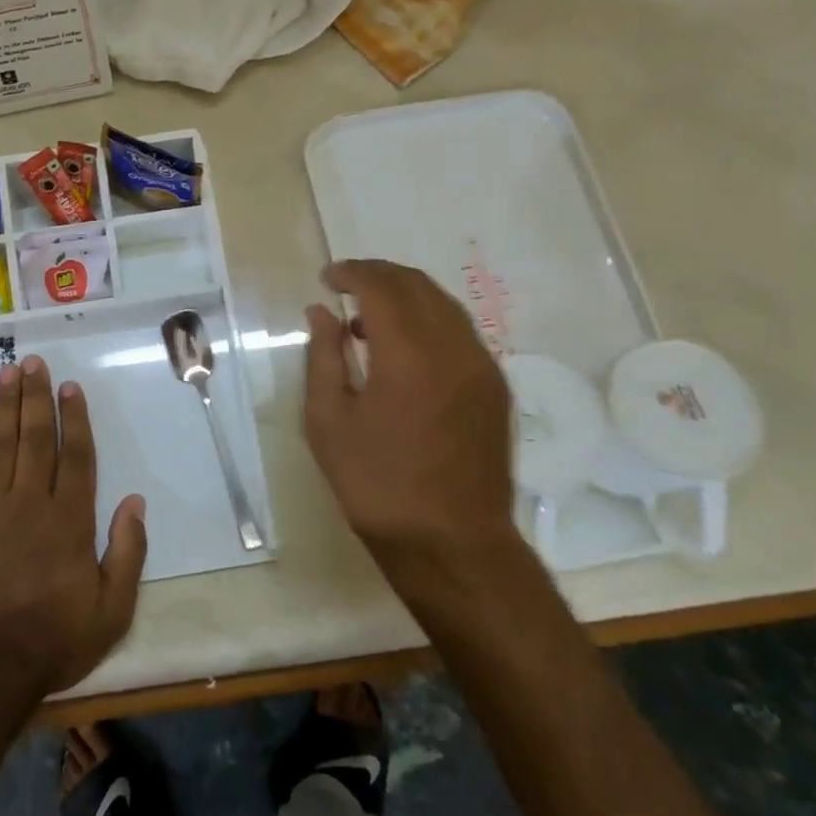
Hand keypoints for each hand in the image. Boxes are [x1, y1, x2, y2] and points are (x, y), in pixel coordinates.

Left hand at [0, 355, 147, 705]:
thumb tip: (136, 502)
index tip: (70, 386)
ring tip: (7, 373)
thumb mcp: (112, 610)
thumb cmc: (55, 638)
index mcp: (70, 520)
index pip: (76, 455)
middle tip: (33, 362)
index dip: (75, 418)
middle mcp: (31, 503)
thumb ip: (128, 553)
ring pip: (1, 445)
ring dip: (5, 406)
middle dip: (36, 396)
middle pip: (35, 438)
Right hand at [304, 259, 515, 575]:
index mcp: (408, 354)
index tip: (327, 278)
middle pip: (416, 284)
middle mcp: (453, 347)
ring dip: (405, 295)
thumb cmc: (376, 485)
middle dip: (378, 275)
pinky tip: (404, 347)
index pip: (381, 286)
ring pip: (442, 303)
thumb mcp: (328, 421)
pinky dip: (428, 319)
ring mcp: (482, 365)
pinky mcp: (495, 386)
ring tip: (369, 317)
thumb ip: (323, 355)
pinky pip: (460, 330)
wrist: (451, 543)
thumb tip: (321, 312)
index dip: (351, 272)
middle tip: (345, 286)